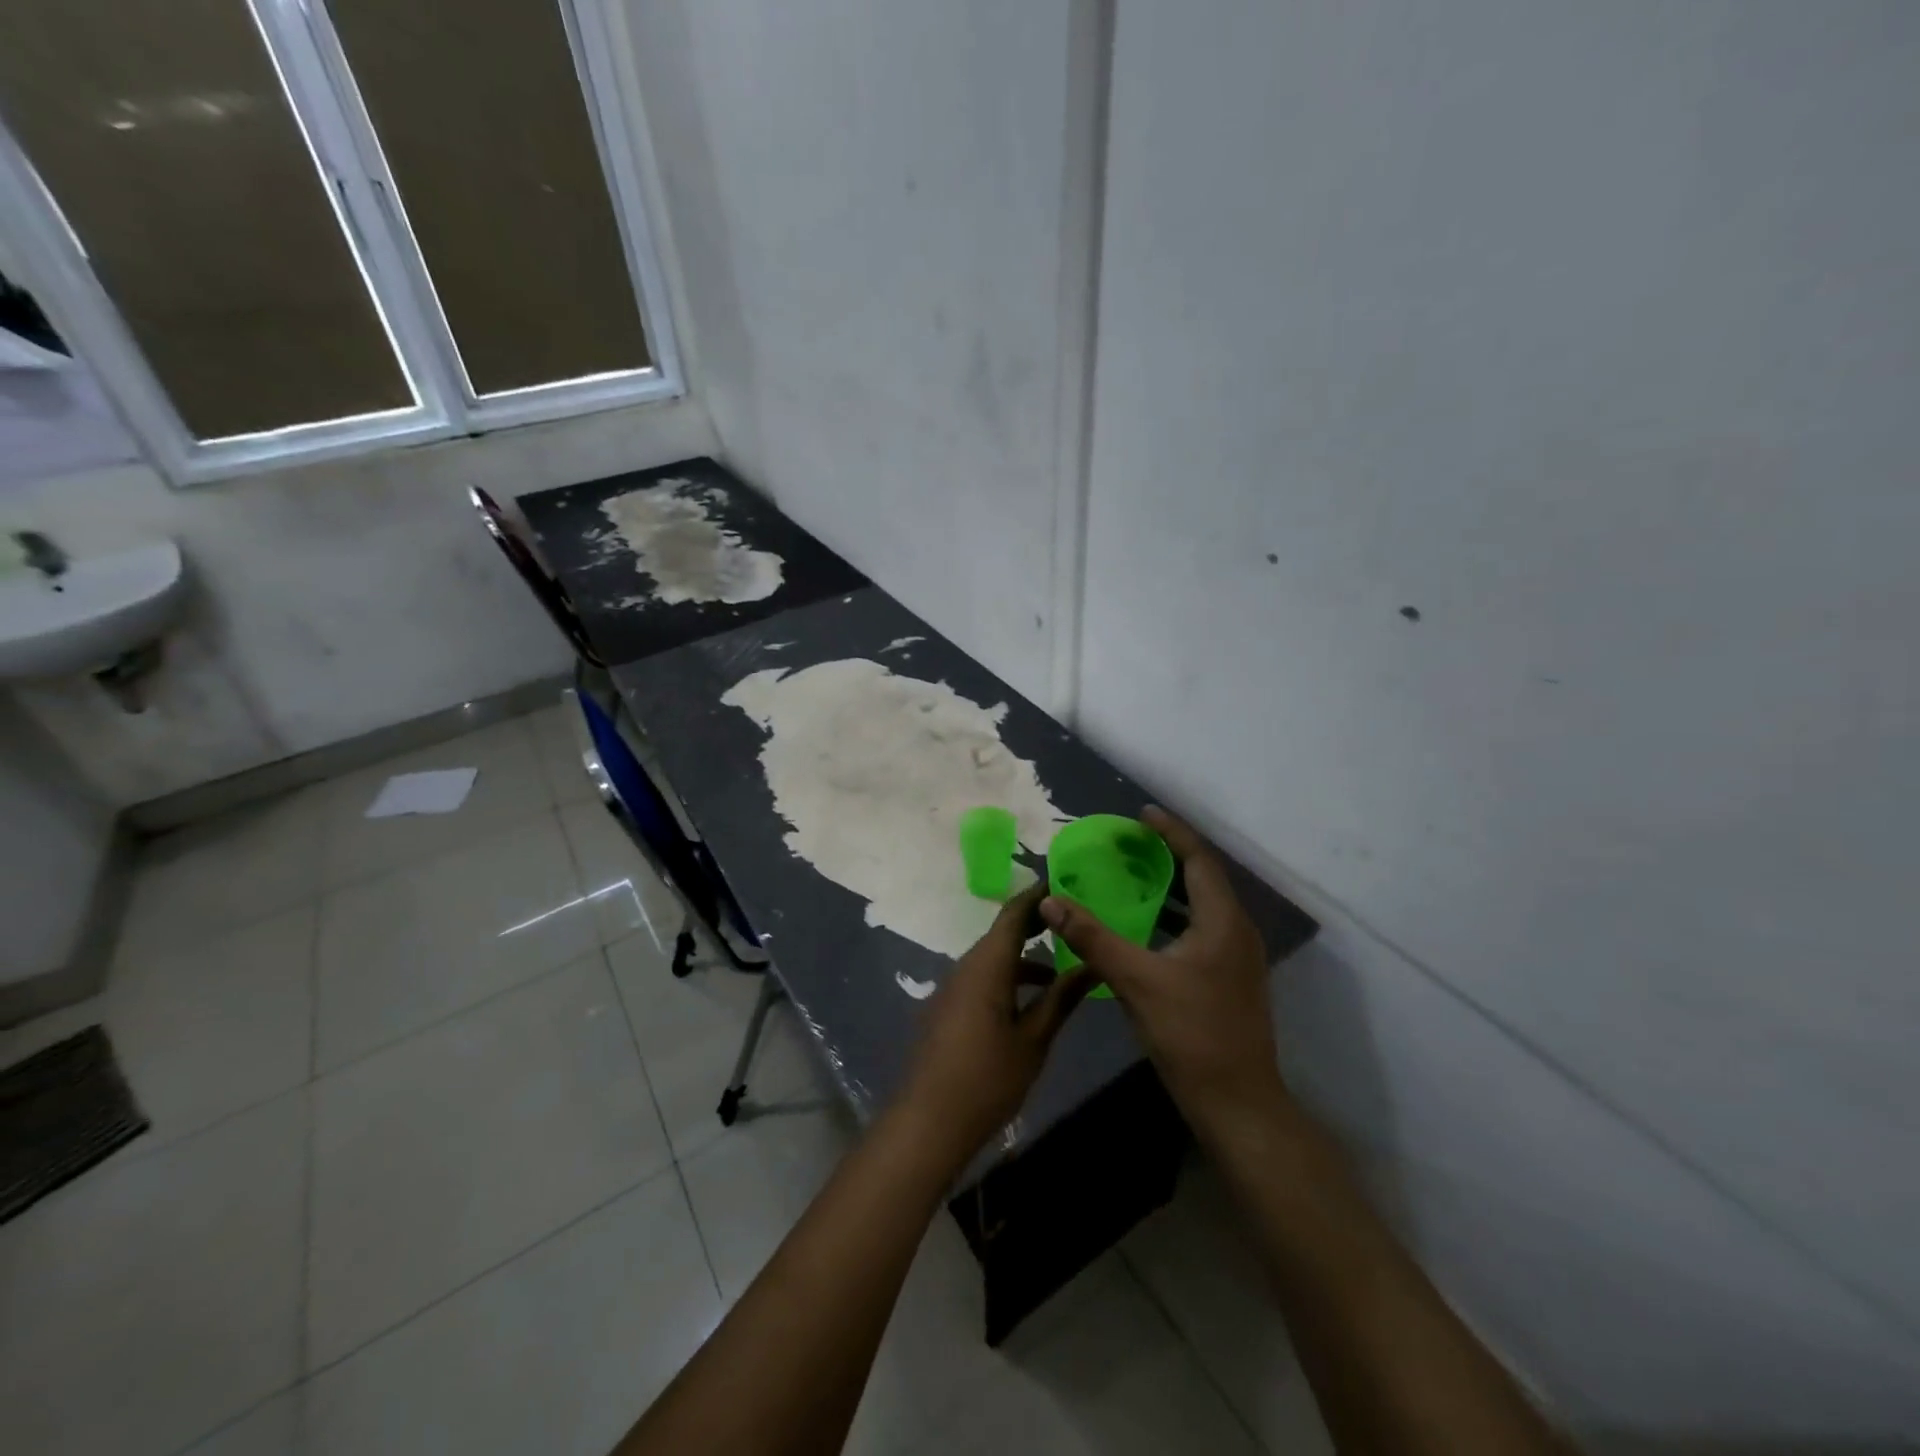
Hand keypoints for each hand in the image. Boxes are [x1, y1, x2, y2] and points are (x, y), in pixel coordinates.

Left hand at [898, 883, 1095, 1159]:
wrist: (928, 1123)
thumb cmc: (987, 1079)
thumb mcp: (1033, 1039)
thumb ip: (1061, 999)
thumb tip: (1091, 965)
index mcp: (986, 965)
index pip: (1014, 914)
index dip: (1039, 896)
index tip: (1066, 882)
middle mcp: (966, 967)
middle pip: (1002, 933)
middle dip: (1036, 924)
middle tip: (1072, 919)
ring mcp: (952, 988)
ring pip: (993, 959)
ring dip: (1023, 957)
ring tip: (1060, 964)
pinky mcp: (947, 1009)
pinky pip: (981, 978)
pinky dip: (1008, 978)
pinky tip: (1031, 1001)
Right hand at [1040, 806, 1282, 1129]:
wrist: (1237, 1103)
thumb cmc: (1191, 1034)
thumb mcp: (1136, 981)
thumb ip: (1092, 937)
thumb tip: (1050, 900)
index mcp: (1223, 921)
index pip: (1199, 859)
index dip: (1171, 832)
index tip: (1142, 813)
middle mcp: (1235, 931)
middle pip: (1203, 878)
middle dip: (1168, 855)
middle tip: (1129, 843)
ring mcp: (1235, 959)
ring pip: (1201, 908)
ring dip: (1169, 888)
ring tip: (1131, 875)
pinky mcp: (1227, 980)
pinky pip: (1198, 931)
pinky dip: (1171, 918)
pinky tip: (1141, 928)